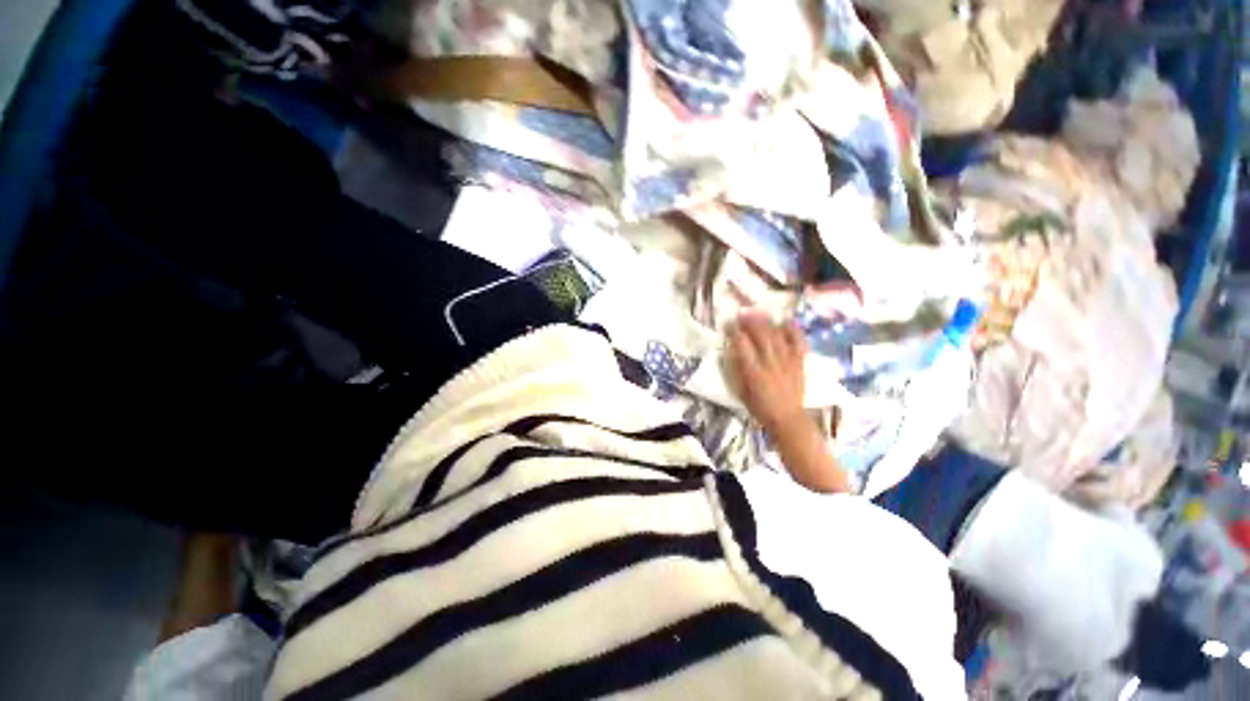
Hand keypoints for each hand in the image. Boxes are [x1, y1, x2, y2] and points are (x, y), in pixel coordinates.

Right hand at [726, 313, 806, 432]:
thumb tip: (731, 351)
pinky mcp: (799, 362)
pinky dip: (792, 329)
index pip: (742, 345)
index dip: (734, 332)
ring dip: (766, 321)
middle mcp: (771, 363)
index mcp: (754, 372)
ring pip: (777, 335)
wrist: (787, 418)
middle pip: (761, 335)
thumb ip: (736, 370)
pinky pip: (797, 342)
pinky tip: (785, 320)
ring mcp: (787, 361)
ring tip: (758, 312)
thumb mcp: (740, 391)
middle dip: (750, 321)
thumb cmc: (759, 407)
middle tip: (741, 313)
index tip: (727, 325)